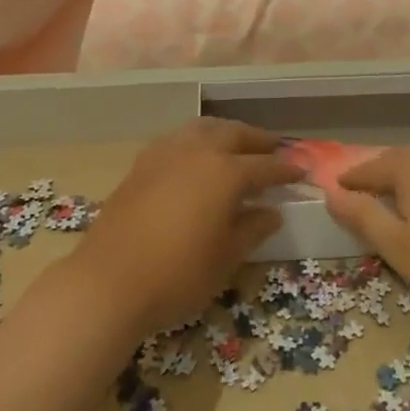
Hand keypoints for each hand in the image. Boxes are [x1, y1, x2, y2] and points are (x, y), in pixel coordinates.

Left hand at [68, 118, 293, 336]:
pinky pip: (178, 138)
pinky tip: (196, 155)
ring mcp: (166, 153)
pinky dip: (196, 139)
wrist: (109, 282)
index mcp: (225, 173)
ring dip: (225, 132)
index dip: (285, 169)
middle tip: (273, 148)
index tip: (301, 171)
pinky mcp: (142, 163)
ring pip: (203, 128)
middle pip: (234, 134)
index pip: (264, 166)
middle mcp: (198, 152)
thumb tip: (272, 212)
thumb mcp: (225, 258)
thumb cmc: (177, 275)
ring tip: (236, 144)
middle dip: (257, 139)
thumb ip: (252, 229)